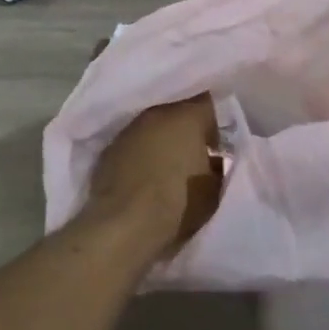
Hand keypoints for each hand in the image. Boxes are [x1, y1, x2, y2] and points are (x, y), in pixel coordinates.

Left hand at [85, 94, 222, 260]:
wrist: (124, 226)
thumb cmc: (178, 204)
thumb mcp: (214, 189)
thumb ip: (217, 166)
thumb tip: (214, 160)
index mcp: (188, 116)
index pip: (208, 103)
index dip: (215, 124)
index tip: (216, 145)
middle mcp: (157, 113)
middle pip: (178, 110)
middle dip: (187, 128)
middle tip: (194, 153)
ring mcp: (131, 129)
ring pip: (153, 125)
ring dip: (162, 139)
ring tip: (168, 164)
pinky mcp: (110, 148)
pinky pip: (134, 142)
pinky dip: (141, 152)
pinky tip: (145, 173)